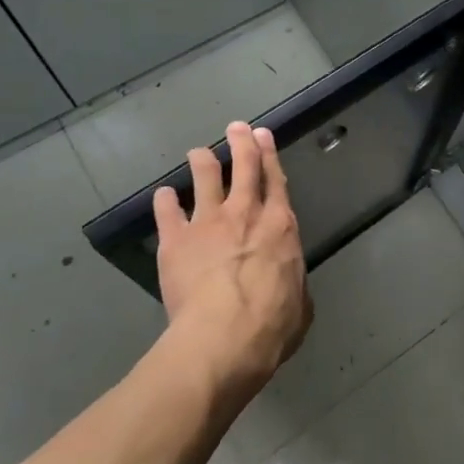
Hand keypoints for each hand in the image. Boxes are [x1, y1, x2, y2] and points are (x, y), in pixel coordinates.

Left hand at [155, 122, 311, 401]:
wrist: (225, 335)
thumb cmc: (273, 324)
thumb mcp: (300, 305)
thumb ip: (293, 286)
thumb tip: (289, 288)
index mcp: (280, 226)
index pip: (276, 181)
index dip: (269, 156)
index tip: (263, 136)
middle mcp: (246, 213)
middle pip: (244, 167)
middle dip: (241, 144)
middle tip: (236, 127)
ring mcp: (208, 222)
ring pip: (205, 179)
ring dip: (203, 161)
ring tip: (199, 152)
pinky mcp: (176, 240)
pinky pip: (168, 212)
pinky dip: (165, 201)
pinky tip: (163, 195)